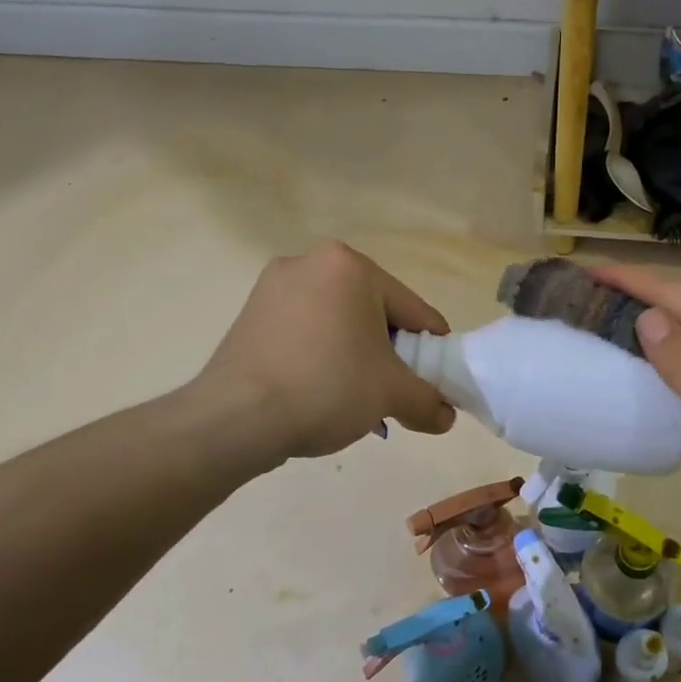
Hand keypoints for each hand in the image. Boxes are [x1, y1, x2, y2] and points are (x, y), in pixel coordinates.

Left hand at [201, 242, 456, 460]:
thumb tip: (446, 417)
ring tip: (357, 397)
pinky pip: (305, 332)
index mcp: (350, 266)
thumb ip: (429, 401)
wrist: (234, 418)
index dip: (432, 350)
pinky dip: (321, 357)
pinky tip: (320, 391)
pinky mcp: (250, 315)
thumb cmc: (326, 388)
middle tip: (395, 391)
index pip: (413, 310)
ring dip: (356, 356)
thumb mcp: (391, 395)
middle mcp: (310, 263)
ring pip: (338, 323)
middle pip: (374, 312)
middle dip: (389, 353)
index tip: (437, 382)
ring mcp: (273, 287)